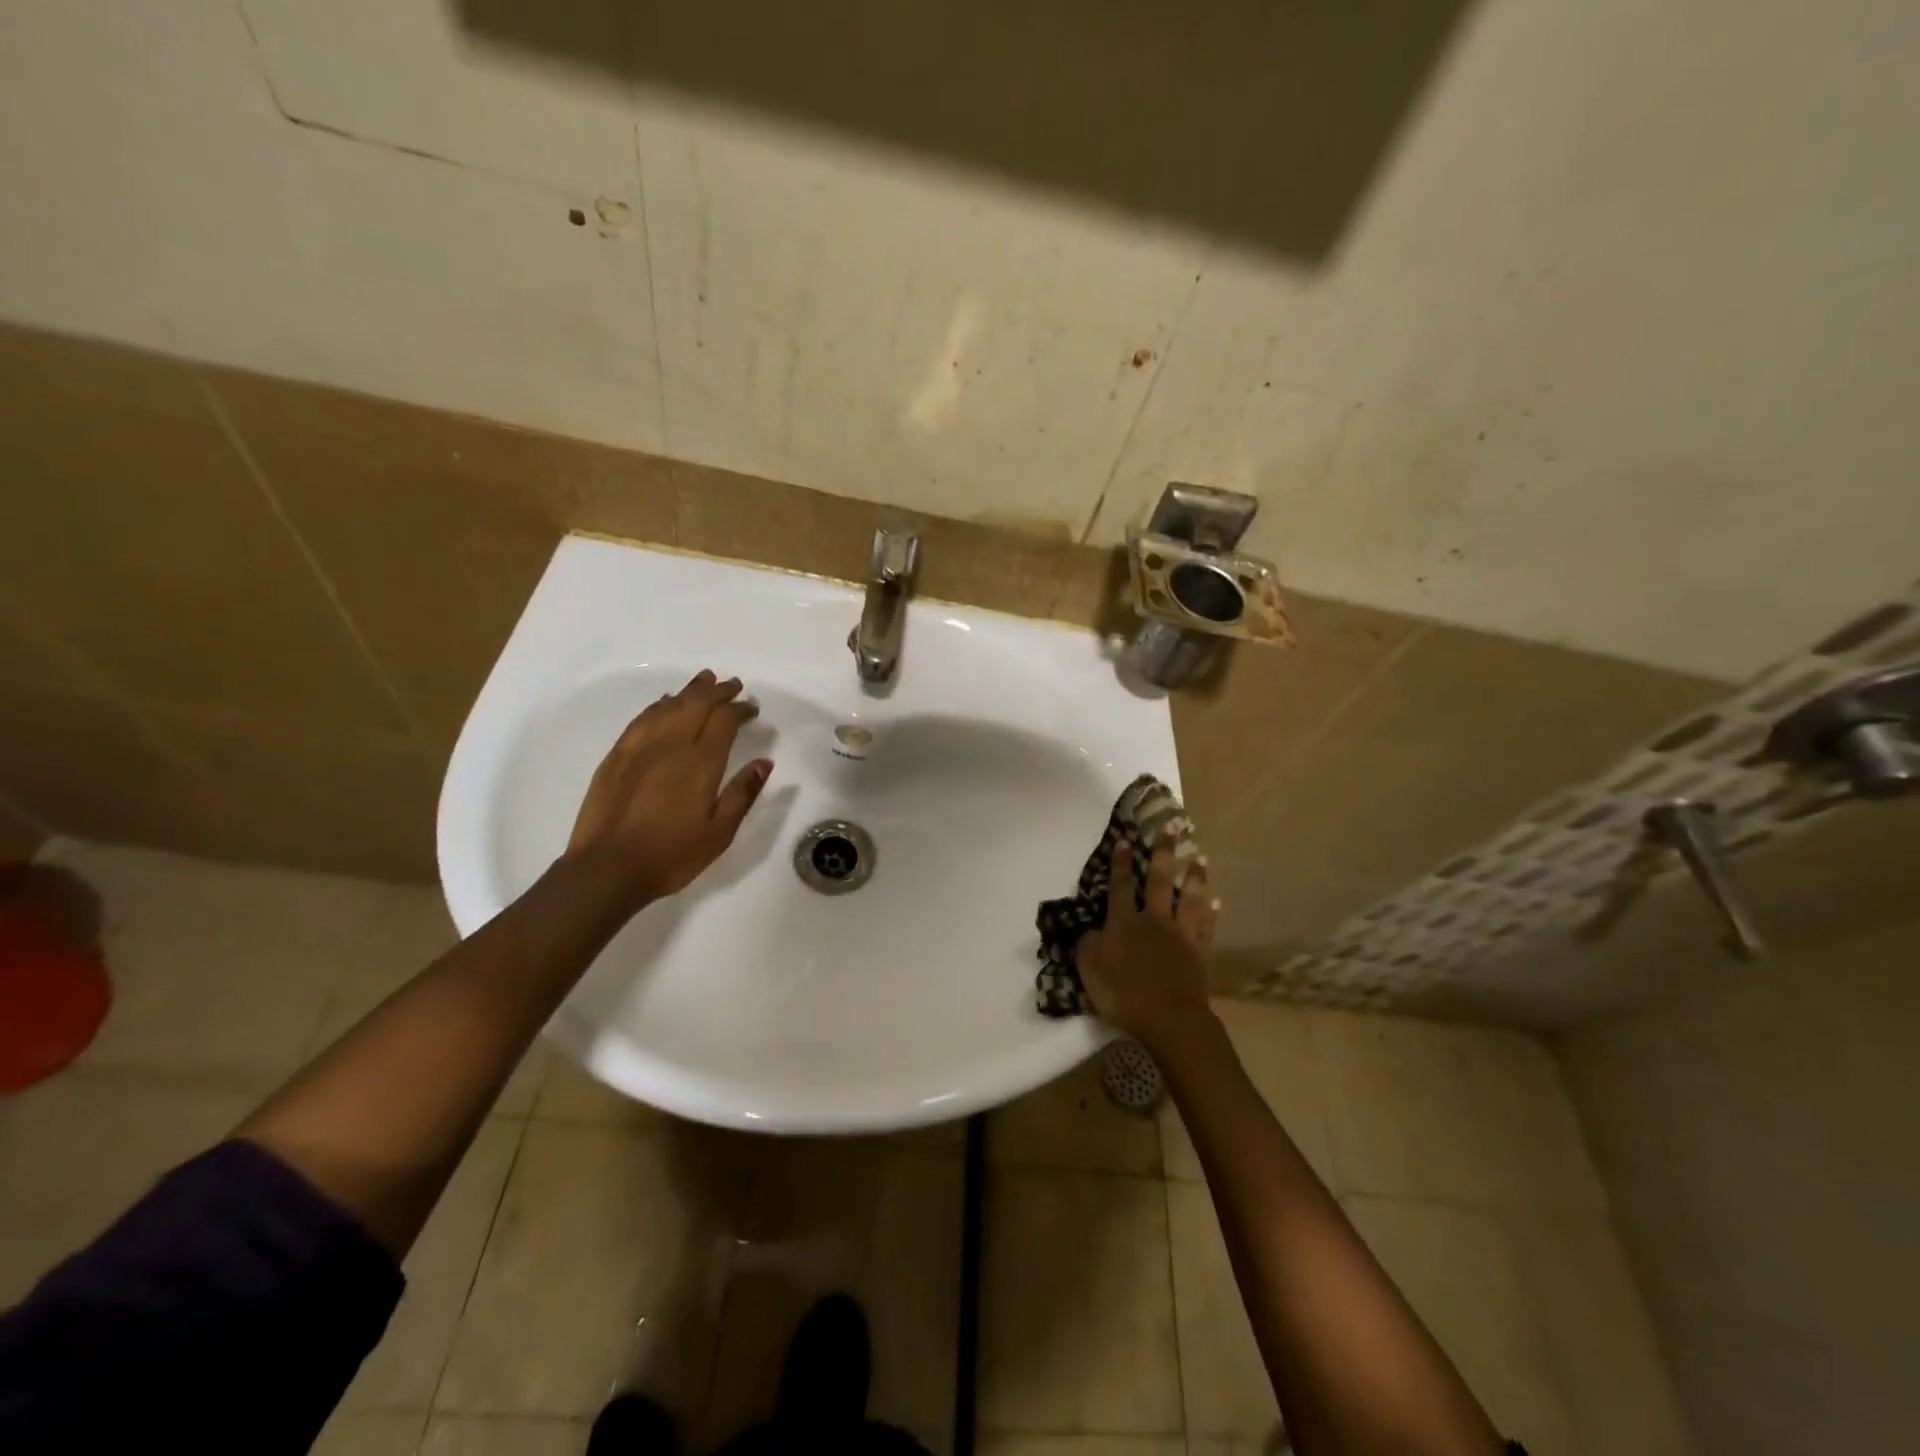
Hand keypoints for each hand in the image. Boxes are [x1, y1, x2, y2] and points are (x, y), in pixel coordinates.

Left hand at [565, 670, 772, 908]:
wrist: (607, 869)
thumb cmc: (672, 855)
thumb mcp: (719, 833)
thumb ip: (742, 793)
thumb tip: (764, 762)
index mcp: (701, 763)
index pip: (724, 720)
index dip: (740, 708)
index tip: (752, 707)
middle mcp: (671, 745)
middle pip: (696, 704)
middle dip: (717, 691)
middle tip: (732, 685)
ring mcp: (639, 747)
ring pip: (668, 706)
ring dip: (689, 691)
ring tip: (703, 681)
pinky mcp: (616, 756)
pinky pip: (642, 719)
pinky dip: (659, 705)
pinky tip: (665, 703)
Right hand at [1077, 840, 1217, 1051]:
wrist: (1168, 1018)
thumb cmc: (1123, 993)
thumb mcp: (1089, 970)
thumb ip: (1087, 945)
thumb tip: (1090, 930)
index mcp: (1123, 922)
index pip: (1120, 885)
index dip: (1121, 863)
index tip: (1125, 839)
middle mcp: (1153, 920)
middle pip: (1159, 880)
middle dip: (1164, 852)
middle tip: (1173, 826)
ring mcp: (1180, 935)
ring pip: (1189, 898)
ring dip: (1195, 876)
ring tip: (1201, 856)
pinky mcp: (1199, 953)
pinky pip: (1206, 928)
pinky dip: (1211, 914)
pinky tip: (1217, 901)